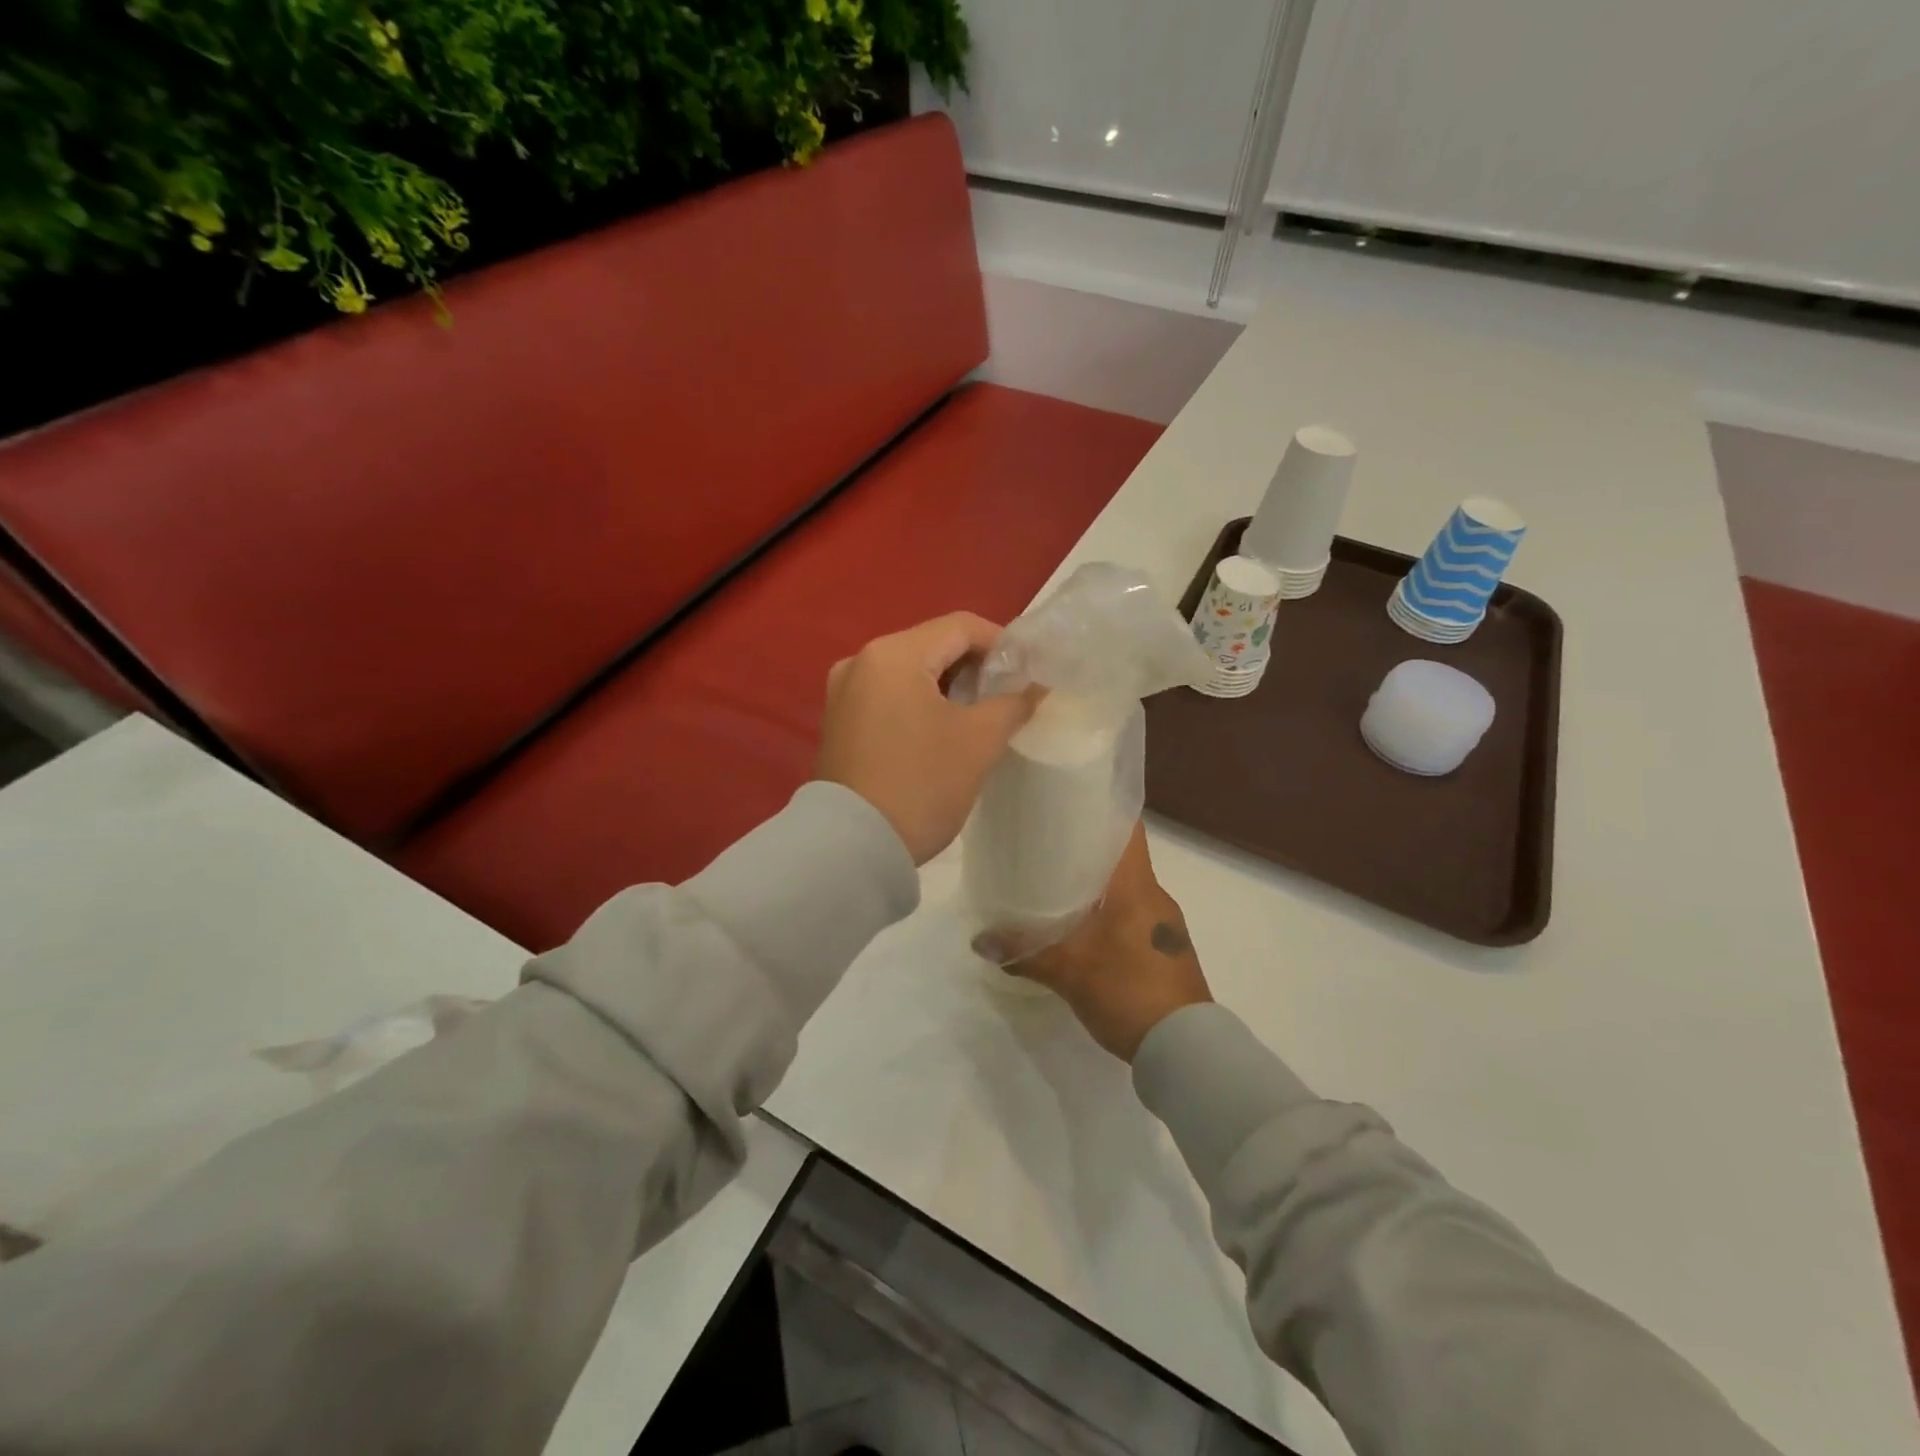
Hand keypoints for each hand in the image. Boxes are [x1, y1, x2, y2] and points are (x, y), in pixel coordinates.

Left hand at [815, 613, 1041, 864]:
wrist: (854, 846)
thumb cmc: (921, 784)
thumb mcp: (979, 742)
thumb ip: (1013, 703)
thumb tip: (1035, 686)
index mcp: (893, 654)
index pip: (960, 627)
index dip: (1003, 643)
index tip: (1028, 672)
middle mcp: (860, 661)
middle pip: (933, 645)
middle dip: (975, 667)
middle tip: (1008, 697)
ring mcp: (843, 692)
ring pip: (910, 672)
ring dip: (949, 686)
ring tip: (980, 716)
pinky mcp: (838, 722)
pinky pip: (889, 696)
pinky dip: (920, 703)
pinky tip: (941, 731)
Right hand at [1000, 822, 1212, 1060]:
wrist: (1185, 1050)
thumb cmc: (1129, 990)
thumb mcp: (1070, 972)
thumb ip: (1025, 953)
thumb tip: (979, 941)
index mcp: (1138, 886)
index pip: (1128, 827)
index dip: (1102, 807)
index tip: (1069, 799)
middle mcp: (1155, 896)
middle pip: (1122, 856)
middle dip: (1087, 847)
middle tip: (1045, 841)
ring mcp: (1164, 924)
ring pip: (1126, 887)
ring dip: (1097, 882)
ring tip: (1055, 882)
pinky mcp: (1164, 949)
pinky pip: (1132, 914)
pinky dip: (1108, 910)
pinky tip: (1081, 925)